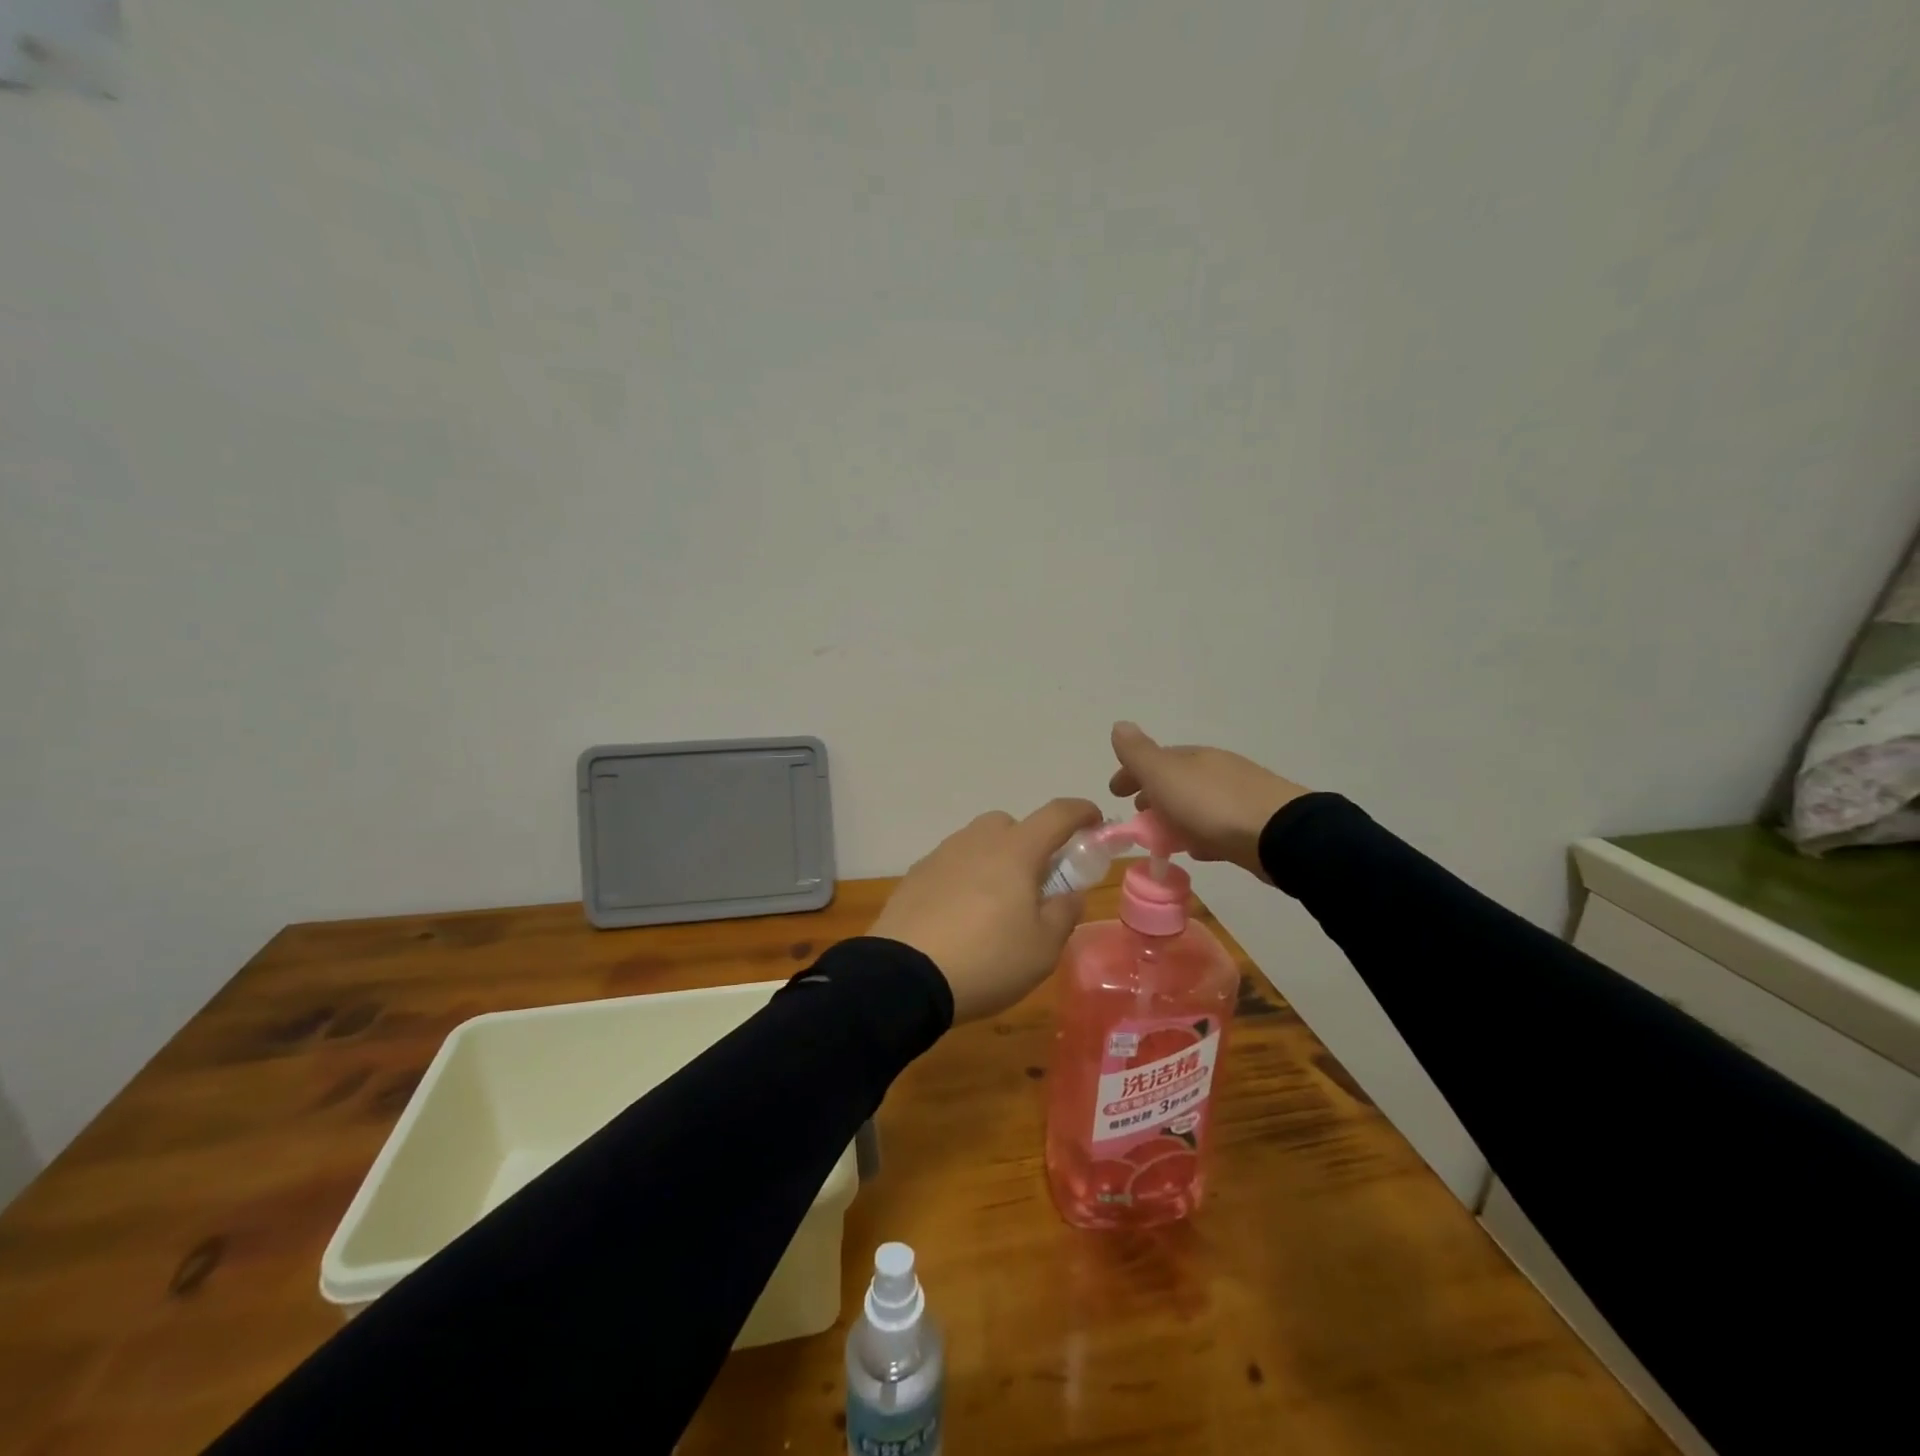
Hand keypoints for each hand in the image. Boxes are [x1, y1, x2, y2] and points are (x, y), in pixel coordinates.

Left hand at [869, 798, 1101, 1022]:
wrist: (904, 977)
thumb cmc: (987, 960)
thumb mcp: (1043, 948)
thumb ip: (1064, 913)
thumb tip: (1069, 894)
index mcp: (1016, 851)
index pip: (1057, 814)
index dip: (1081, 812)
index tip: (1095, 822)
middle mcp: (977, 841)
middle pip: (1011, 825)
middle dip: (1031, 843)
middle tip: (1037, 882)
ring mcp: (942, 855)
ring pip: (978, 843)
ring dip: (995, 860)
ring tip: (996, 905)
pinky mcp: (915, 875)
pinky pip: (952, 864)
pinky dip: (965, 877)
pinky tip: (962, 915)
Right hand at [1108, 722, 1307, 881]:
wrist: (1279, 835)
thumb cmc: (1211, 804)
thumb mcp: (1164, 775)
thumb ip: (1138, 753)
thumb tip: (1119, 725)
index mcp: (1193, 756)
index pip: (1154, 758)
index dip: (1131, 773)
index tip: (1115, 793)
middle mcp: (1217, 770)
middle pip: (1176, 780)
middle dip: (1154, 795)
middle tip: (1138, 815)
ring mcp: (1239, 796)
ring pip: (1196, 803)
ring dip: (1176, 816)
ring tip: (1163, 838)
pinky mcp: (1254, 824)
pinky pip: (1216, 825)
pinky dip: (1199, 833)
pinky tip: (1197, 850)